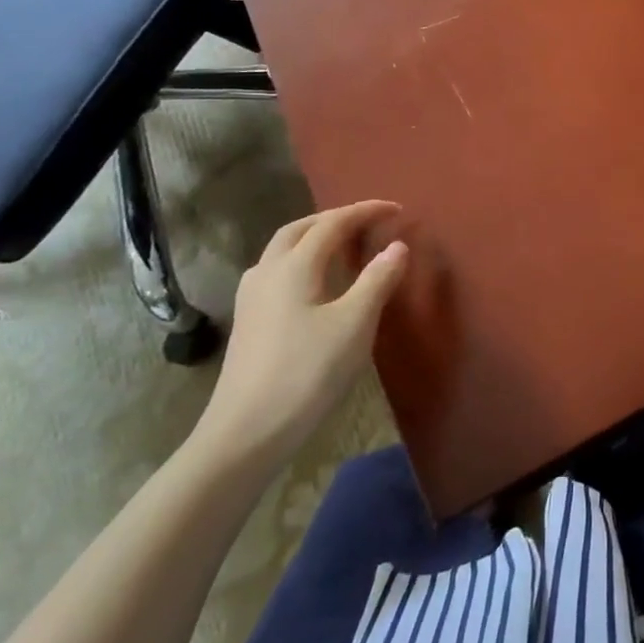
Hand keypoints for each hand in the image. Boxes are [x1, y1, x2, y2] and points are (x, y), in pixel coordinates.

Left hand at [190, 202, 409, 467]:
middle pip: (301, 228)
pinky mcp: (248, 322)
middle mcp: (267, 272)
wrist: (246, 432)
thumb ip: (378, 279)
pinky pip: (276, 271)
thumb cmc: (307, 372)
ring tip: (342, 244)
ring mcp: (251, 298)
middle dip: (335, 218)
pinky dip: (300, 260)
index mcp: (294, 266)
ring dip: (314, 236)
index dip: (366, 211)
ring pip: (282, 249)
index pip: (334, 223)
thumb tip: (397, 245)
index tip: (397, 209)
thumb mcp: (355, 323)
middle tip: (367, 220)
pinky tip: (312, 282)